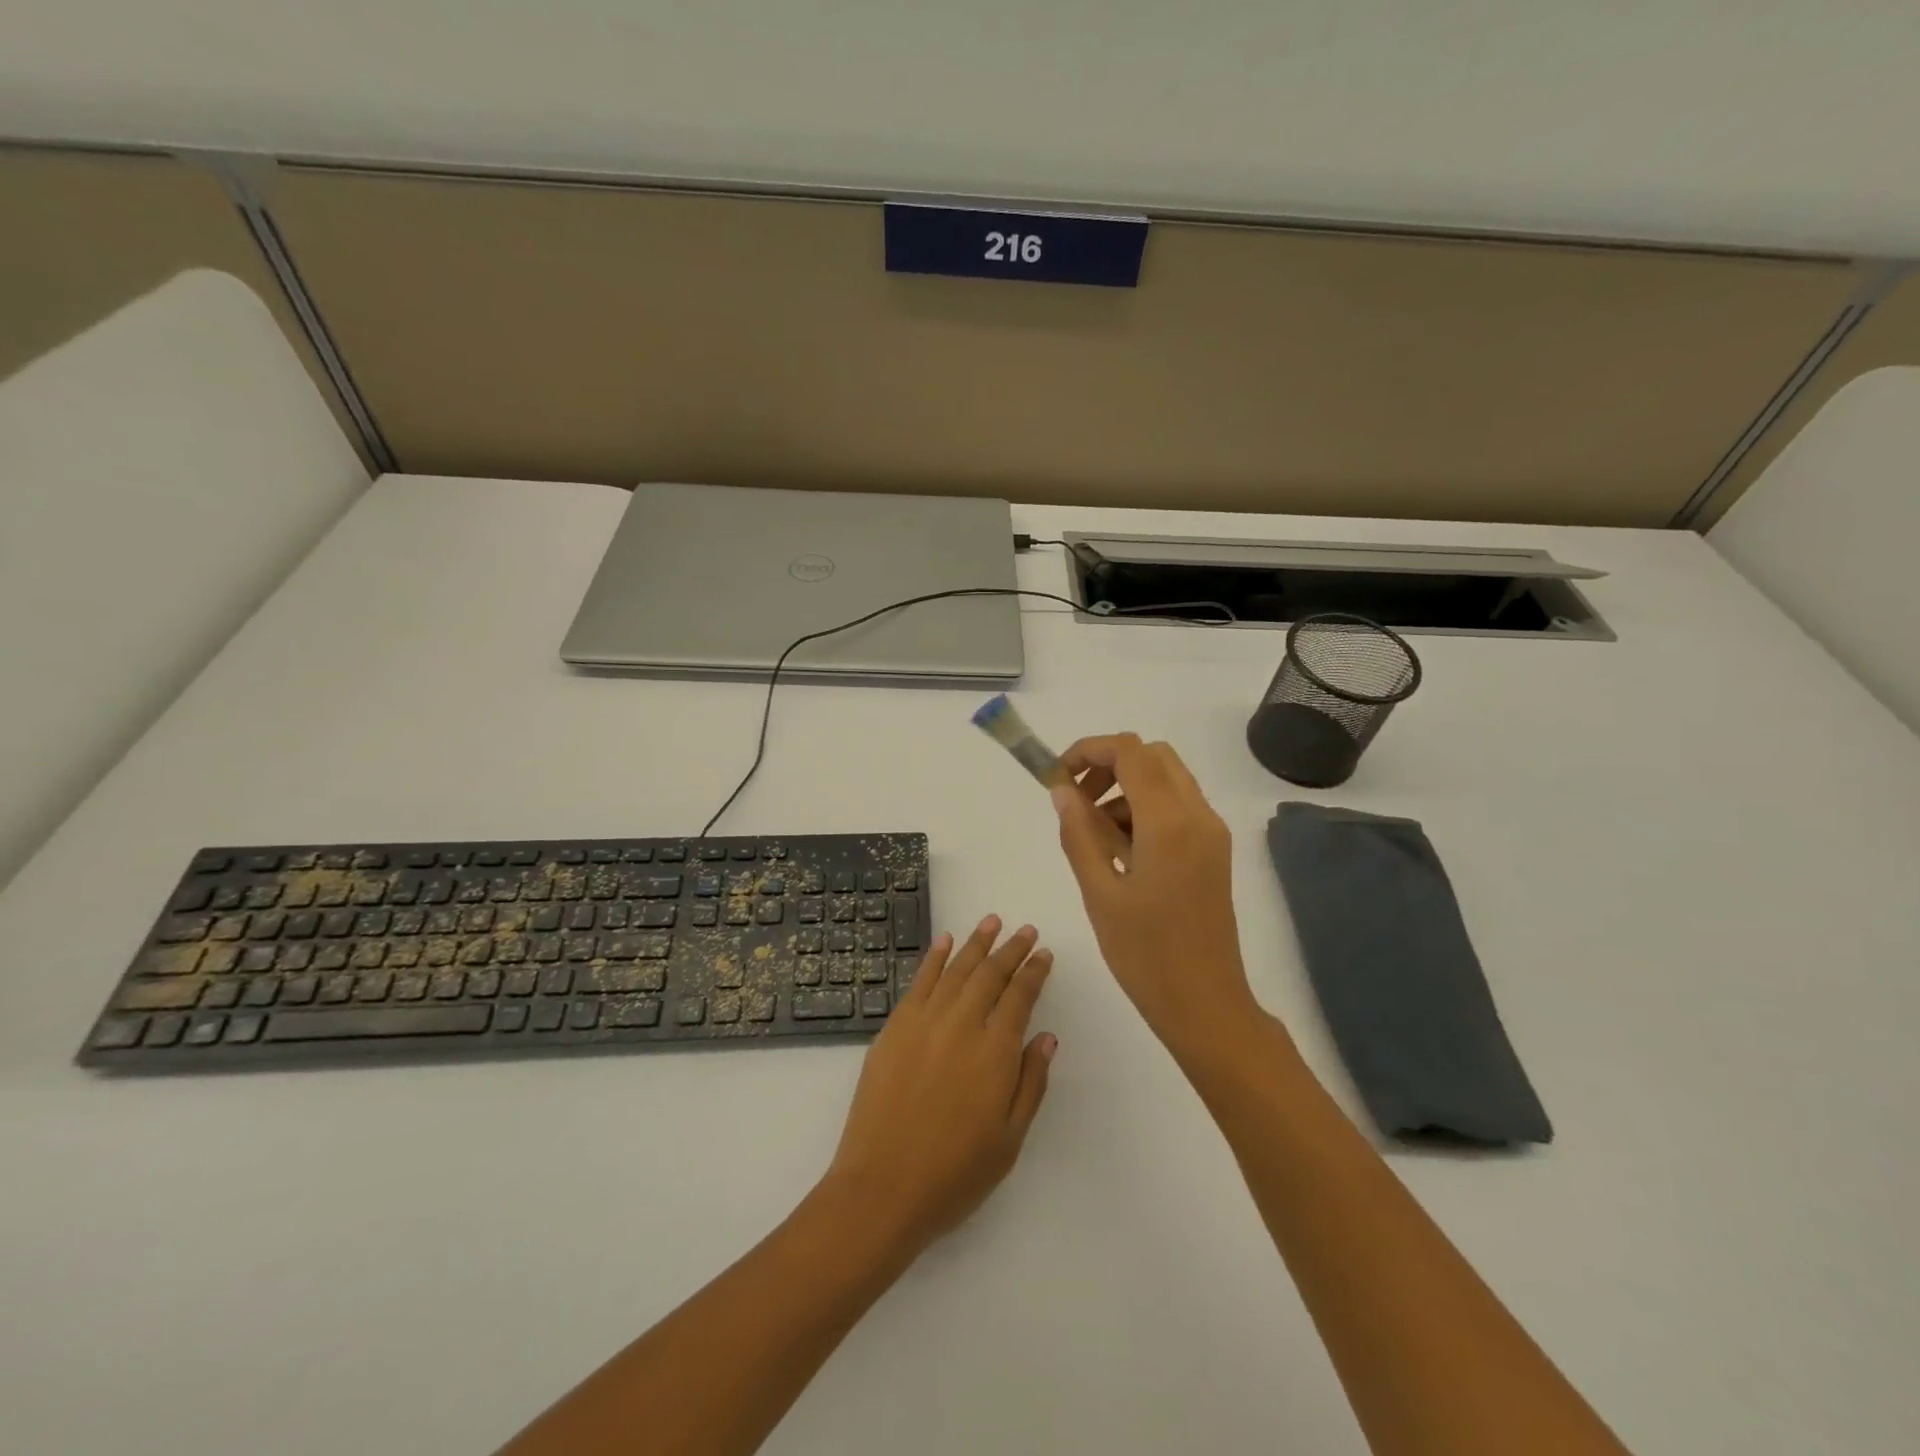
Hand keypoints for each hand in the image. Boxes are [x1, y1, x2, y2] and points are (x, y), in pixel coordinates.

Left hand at [822, 916, 1055, 1256]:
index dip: (1034, 972)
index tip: (1044, 954)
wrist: (882, 1187)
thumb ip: (1031, 1082)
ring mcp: (924, 1021)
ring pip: (956, 969)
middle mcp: (962, 1025)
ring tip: (992, 922)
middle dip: (1011, 949)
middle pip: (990, 975)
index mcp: (995, 1051)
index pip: (1020, 997)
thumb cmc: (954, 1173)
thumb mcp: (1009, 1140)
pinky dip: (934, 957)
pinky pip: (919, 981)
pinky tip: (945, 940)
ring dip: (976, 943)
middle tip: (1025, 931)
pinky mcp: (895, 1027)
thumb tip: (1047, 1036)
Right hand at [1051, 734, 1257, 1047]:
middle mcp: (1198, 815)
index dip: (1088, 750)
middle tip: (1076, 799)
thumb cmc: (1146, 954)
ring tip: (1094, 832)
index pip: (1129, 752)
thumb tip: (1061, 790)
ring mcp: (1211, 832)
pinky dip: (1145, 807)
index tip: (1057, 776)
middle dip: (1108, 764)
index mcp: (1169, 823)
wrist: (1206, 1004)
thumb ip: (1079, 833)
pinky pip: (1178, 806)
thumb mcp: (1099, 893)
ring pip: (1167, 778)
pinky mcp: (1214, 850)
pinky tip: (1121, 850)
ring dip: (1126, 786)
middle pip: (1152, 755)